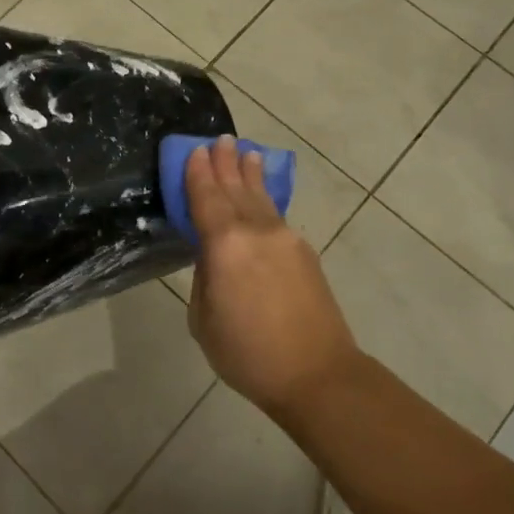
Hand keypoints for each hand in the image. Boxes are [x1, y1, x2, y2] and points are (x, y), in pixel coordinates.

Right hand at [184, 137, 360, 415]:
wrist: (317, 375)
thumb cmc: (248, 354)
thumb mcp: (204, 320)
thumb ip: (205, 278)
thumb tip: (213, 257)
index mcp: (224, 244)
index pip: (206, 198)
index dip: (198, 173)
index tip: (196, 150)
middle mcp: (255, 231)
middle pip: (235, 188)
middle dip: (226, 163)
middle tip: (221, 139)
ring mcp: (285, 238)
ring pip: (261, 197)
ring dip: (251, 173)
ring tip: (247, 151)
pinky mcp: (304, 252)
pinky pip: (276, 214)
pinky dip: (266, 196)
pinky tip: (264, 194)